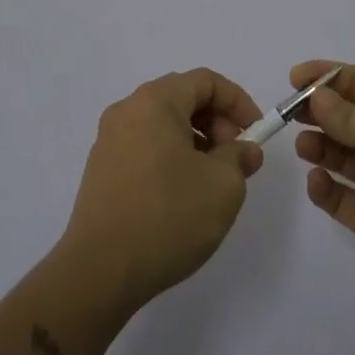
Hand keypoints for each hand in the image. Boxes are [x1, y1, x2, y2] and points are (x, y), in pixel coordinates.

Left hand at [60, 69, 265, 312]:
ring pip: (164, 125)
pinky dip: (171, 158)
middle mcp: (128, 110)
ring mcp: (109, 141)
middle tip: (235, 159)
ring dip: (195, 143)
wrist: (99, 272)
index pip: (206, 81)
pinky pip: (145, 148)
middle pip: (183, 99)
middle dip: (217, 123)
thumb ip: (240, 158)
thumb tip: (244, 151)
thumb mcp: (223, 186)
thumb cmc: (168, 216)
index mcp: (155, 101)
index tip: (256, 133)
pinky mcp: (101, 171)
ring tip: (212, 182)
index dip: (238, 102)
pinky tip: (182, 197)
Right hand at [291, 60, 354, 299]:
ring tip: (305, 147)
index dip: (325, 76)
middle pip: (345, 117)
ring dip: (318, 146)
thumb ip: (345, 113)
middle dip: (317, 112)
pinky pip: (339, 196)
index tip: (292, 79)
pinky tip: (317, 182)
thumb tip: (318, 96)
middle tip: (289, 114)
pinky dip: (323, 187)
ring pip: (339, 155)